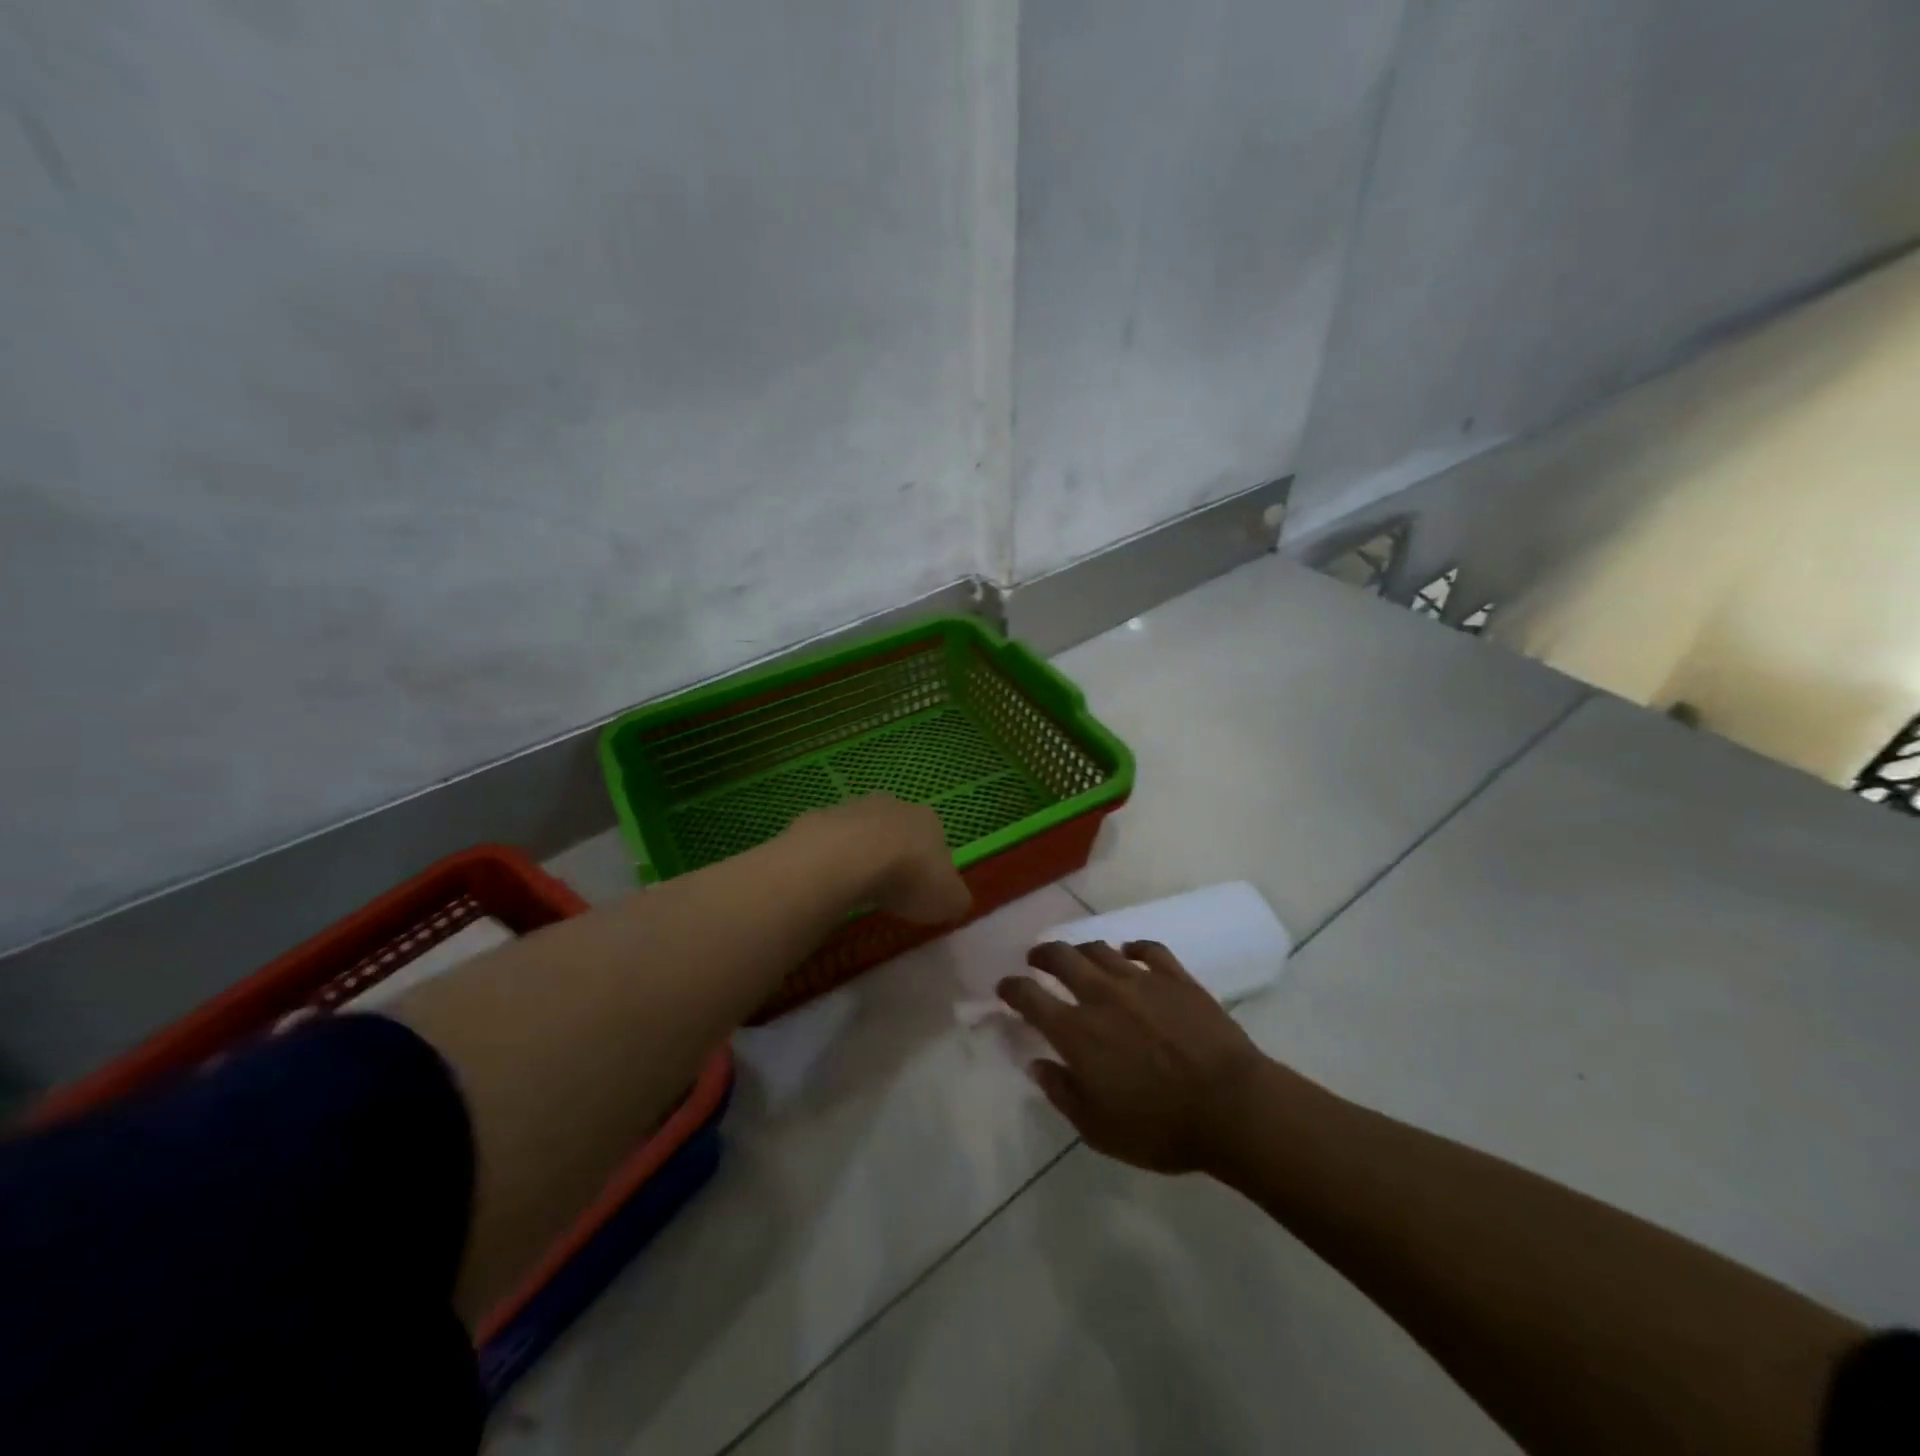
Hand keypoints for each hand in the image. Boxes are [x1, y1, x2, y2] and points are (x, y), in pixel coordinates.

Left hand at [793, 794, 971, 923]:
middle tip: (890, 890)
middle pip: (899, 831)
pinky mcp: (819, 818)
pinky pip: (829, 842)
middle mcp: (894, 805)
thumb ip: (955, 898)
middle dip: (895, 856)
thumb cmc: (908, 877)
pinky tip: (829, 882)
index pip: (937, 841)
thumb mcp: (949, 900)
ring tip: (857, 889)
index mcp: (929, 820)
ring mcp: (853, 807)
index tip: (923, 892)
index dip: (931, 868)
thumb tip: (953, 900)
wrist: (847, 858)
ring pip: (862, 832)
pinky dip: (830, 859)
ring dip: (861, 854)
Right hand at [998, 940, 1268, 1173]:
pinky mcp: (1176, 977)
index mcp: (1076, 1032)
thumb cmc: (1160, 1127)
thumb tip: (1037, 1064)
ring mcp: (1140, 980)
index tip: (1004, 987)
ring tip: (1081, 957)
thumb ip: (1062, 1093)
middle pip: (1061, 957)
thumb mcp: (1098, 1129)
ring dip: (1083, 950)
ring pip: (1100, 949)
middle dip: (1042, 954)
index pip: (1029, 997)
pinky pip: (1148, 949)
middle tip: (1037, 959)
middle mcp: (1101, 995)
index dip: (1011, 988)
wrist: (1231, 1106)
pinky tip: (1131, 953)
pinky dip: (1134, 948)